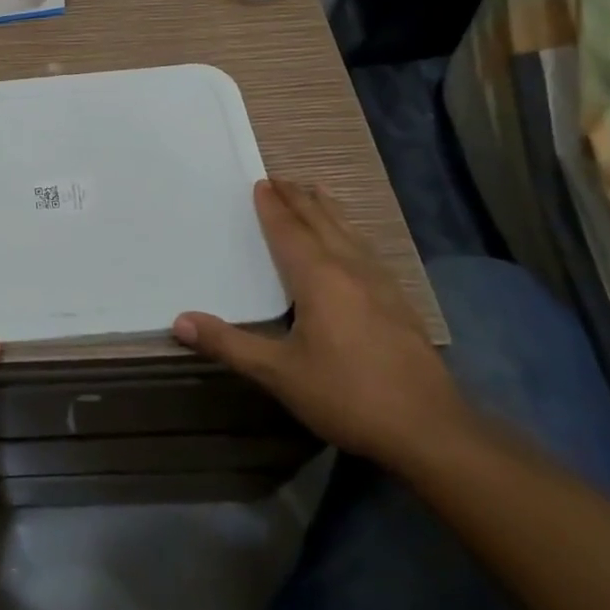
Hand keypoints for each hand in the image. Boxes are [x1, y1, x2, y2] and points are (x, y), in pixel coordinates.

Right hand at [173, 180, 470, 471]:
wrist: (430, 431)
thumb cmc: (347, 395)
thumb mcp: (279, 374)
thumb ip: (229, 344)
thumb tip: (179, 321)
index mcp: (318, 278)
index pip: (289, 232)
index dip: (273, 207)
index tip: (261, 183)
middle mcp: (350, 270)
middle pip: (322, 223)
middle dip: (299, 199)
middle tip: (281, 178)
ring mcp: (382, 286)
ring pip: (350, 234)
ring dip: (328, 210)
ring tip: (317, 192)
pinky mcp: (401, 305)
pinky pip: (369, 251)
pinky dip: (352, 234)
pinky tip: (356, 245)